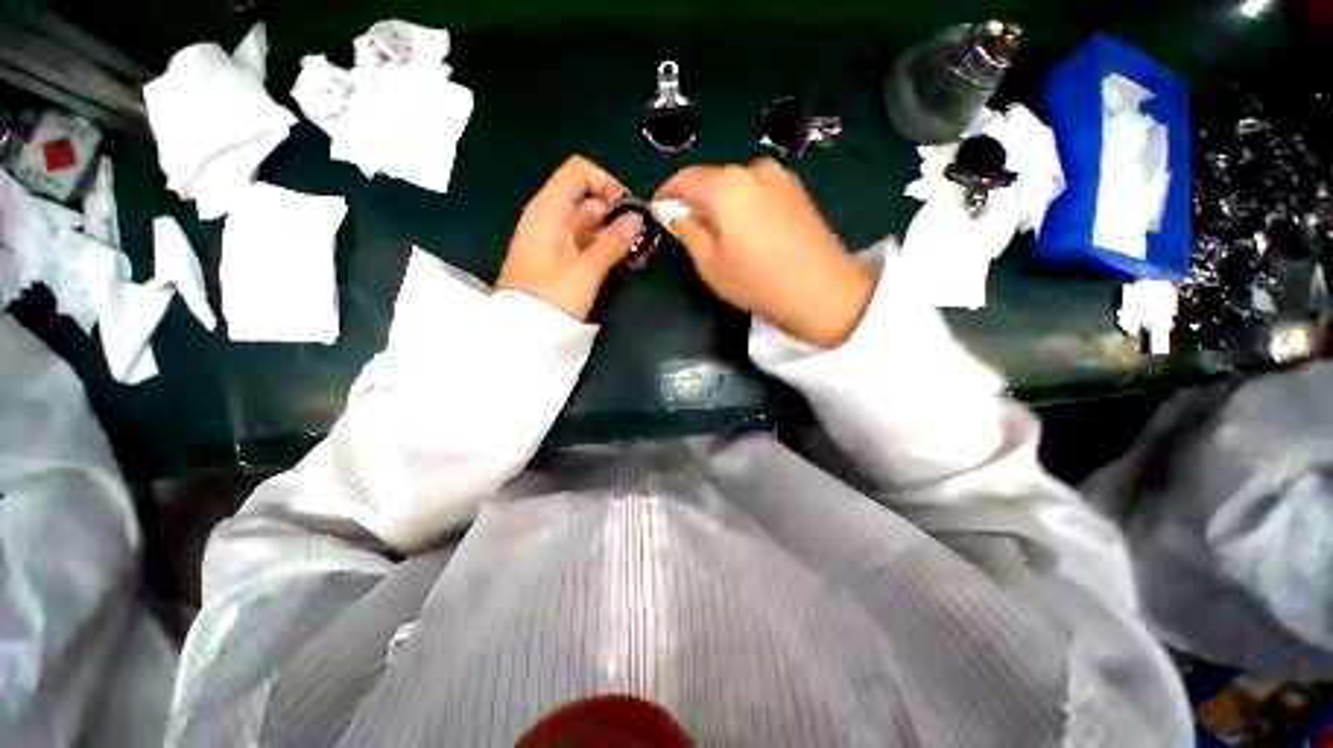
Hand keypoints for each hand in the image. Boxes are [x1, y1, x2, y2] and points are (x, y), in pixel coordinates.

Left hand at [498, 156, 644, 320]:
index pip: (580, 171)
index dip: (607, 184)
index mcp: (550, 208)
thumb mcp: (586, 269)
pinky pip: (587, 243)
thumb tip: (637, 219)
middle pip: (590, 200)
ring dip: (616, 236)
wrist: (524, 331)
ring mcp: (556, 239)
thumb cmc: (552, 296)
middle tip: (642, 242)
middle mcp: (551, 217)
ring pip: (592, 225)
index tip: (629, 211)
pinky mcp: (561, 258)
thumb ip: (613, 241)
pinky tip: (626, 264)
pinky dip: (606, 249)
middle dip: (618, 217)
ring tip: (638, 258)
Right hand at [655, 159, 873, 347]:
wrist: (821, 291)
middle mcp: (753, 168)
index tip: (658, 211)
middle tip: (688, 227)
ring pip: (735, 184)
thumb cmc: (756, 281)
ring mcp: (779, 176)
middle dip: (695, 199)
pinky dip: (743, 204)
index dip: (666, 194)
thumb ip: (687, 231)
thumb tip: (674, 213)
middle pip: (711, 178)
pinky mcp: (797, 188)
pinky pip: (757, 190)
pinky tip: (747, 231)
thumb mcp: (709, 264)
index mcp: (726, 186)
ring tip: (720, 233)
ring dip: (720, 202)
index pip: (684, 178)